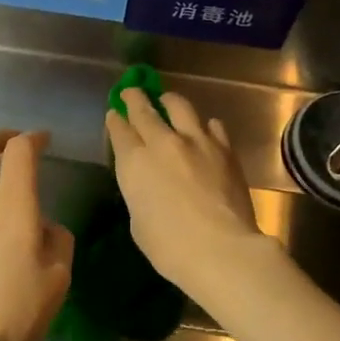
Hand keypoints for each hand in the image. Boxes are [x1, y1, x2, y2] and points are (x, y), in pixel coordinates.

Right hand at [105, 89, 266, 296]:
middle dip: (135, 98)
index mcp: (135, 163)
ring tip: (167, 100)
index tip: (114, 113)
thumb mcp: (139, 222)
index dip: (115, 120)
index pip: (120, 131)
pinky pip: (212, 125)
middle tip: (132, 91)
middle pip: (145, 111)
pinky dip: (204, 125)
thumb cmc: (170, 248)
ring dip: (169, 101)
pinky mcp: (225, 149)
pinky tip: (204, 129)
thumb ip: (140, 192)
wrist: (221, 249)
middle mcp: (163, 143)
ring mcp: (197, 141)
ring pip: (179, 106)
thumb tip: (149, 182)